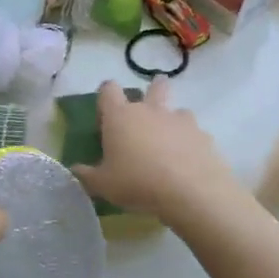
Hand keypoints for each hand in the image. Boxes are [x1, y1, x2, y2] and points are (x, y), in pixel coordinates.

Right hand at [72, 79, 239, 224]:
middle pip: (154, 86)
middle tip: (148, 112)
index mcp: (121, 117)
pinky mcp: (203, 135)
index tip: (106, 114)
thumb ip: (87, 175)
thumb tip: (75, 169)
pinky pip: (194, 133)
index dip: (106, 96)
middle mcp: (150, 110)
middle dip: (152, 91)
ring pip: (177, 110)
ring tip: (169, 145)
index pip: (108, 89)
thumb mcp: (103, 185)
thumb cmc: (137, 183)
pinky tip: (188, 163)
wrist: (190, 191)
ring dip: (172, 121)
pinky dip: (190, 143)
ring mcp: (180, 120)